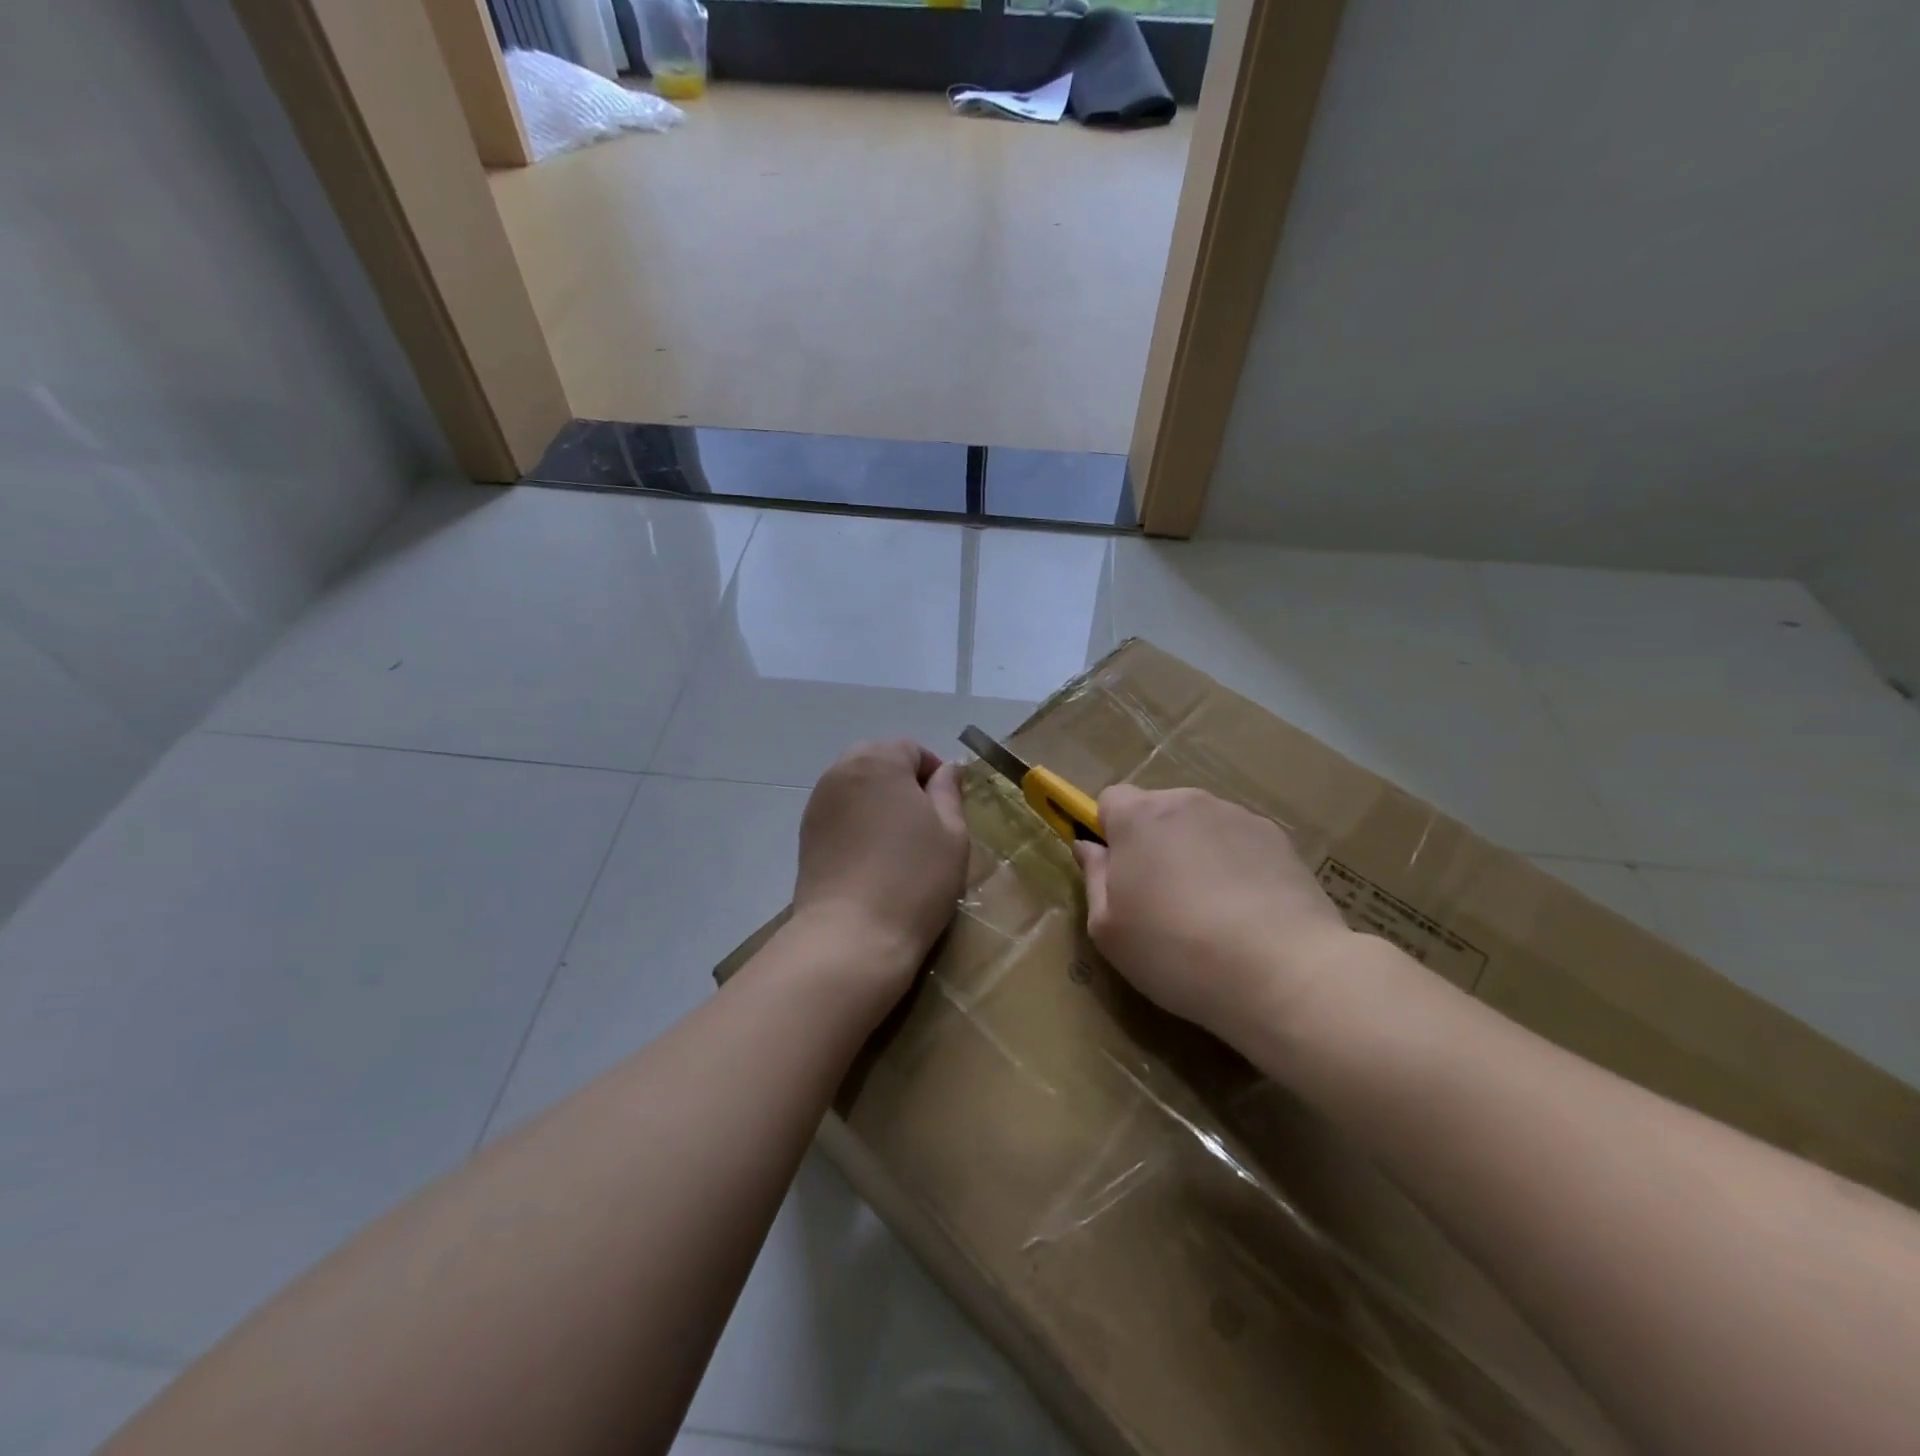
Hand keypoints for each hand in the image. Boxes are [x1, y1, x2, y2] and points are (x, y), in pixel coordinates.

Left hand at [791, 740, 969, 998]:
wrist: (851, 936)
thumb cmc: (914, 880)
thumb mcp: (952, 833)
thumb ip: (949, 791)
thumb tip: (947, 768)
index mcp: (878, 761)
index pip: (911, 748)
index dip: (934, 773)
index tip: (948, 808)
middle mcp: (840, 771)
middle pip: (878, 760)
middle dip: (902, 781)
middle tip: (925, 822)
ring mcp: (817, 803)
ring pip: (856, 785)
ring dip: (878, 800)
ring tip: (897, 841)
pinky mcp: (806, 834)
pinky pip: (839, 811)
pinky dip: (857, 821)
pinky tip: (871, 855)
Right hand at [1072, 786, 1352, 1045]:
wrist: (1282, 970)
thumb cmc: (1175, 950)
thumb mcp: (1108, 929)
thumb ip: (1094, 878)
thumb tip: (1089, 847)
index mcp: (1139, 817)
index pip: (1109, 800)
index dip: (1108, 833)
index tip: (1117, 873)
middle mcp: (1187, 802)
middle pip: (1157, 810)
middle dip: (1153, 843)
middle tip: (1161, 899)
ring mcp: (1238, 816)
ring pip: (1200, 826)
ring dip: (1195, 852)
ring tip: (1210, 910)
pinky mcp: (1279, 838)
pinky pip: (1240, 843)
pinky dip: (1236, 865)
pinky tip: (1246, 912)